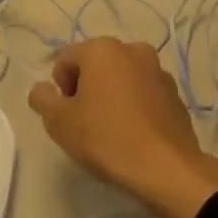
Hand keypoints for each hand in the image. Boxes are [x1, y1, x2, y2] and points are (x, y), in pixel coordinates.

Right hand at [27, 37, 217, 217]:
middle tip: (85, 123)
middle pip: (96, 66)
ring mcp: (158, 72)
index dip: (60, 89)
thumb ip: (42, 99)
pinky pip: (144, 95)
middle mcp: (133, 50)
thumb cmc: (106, 138)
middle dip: (86, 89)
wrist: (166, 169)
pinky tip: (134, 135)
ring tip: (111, 131)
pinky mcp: (176, 95)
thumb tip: (42, 89)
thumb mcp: (59, 122)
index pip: (66, 60)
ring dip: (112, 96)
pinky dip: (135, 107)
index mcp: (102, 49)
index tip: (67, 115)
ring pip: (122, 79)